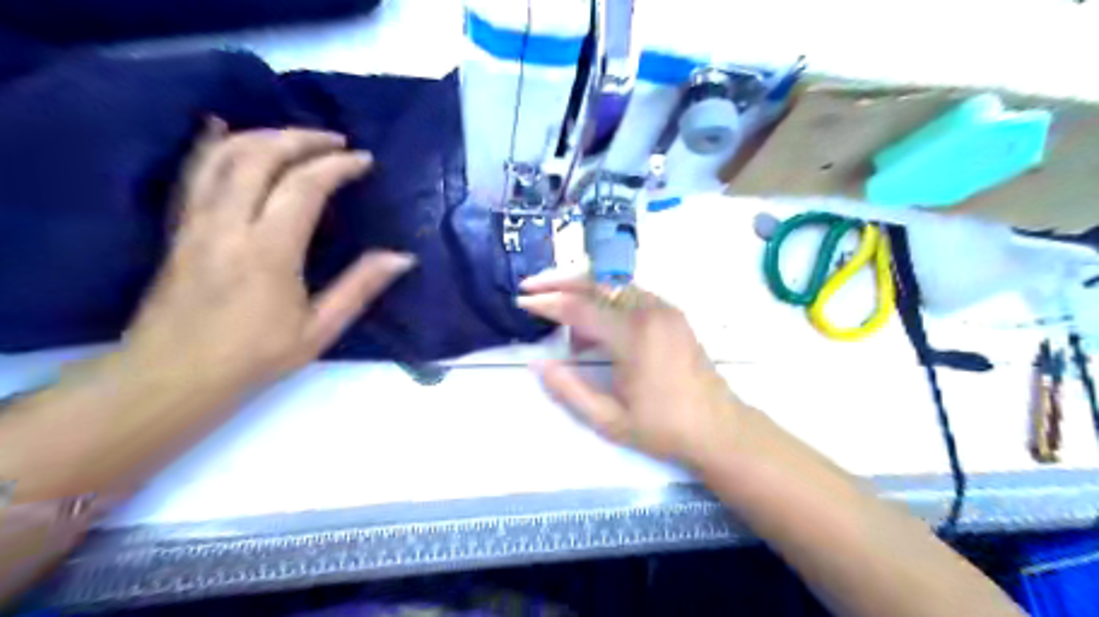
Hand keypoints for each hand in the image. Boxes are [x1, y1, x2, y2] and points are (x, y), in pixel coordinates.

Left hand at [123, 120, 415, 389]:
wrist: (173, 376)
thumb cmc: (254, 357)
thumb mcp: (319, 330)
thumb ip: (360, 287)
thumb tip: (403, 257)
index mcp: (268, 251)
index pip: (304, 187)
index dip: (337, 166)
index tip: (364, 161)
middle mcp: (228, 225)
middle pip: (260, 156)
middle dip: (302, 139)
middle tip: (336, 141)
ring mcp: (196, 222)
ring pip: (223, 155)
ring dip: (264, 136)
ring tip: (298, 139)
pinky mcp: (179, 227)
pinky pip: (194, 171)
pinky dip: (213, 144)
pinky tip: (226, 131)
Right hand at [517, 271, 741, 466]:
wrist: (719, 428)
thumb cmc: (663, 429)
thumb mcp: (609, 420)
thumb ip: (569, 390)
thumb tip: (539, 364)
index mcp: (633, 336)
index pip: (579, 308)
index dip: (547, 303)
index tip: (521, 301)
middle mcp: (650, 311)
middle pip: (597, 282)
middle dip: (560, 282)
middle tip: (532, 288)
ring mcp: (665, 309)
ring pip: (614, 285)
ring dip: (584, 292)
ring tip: (563, 319)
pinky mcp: (672, 314)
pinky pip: (631, 294)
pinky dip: (606, 300)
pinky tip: (596, 327)